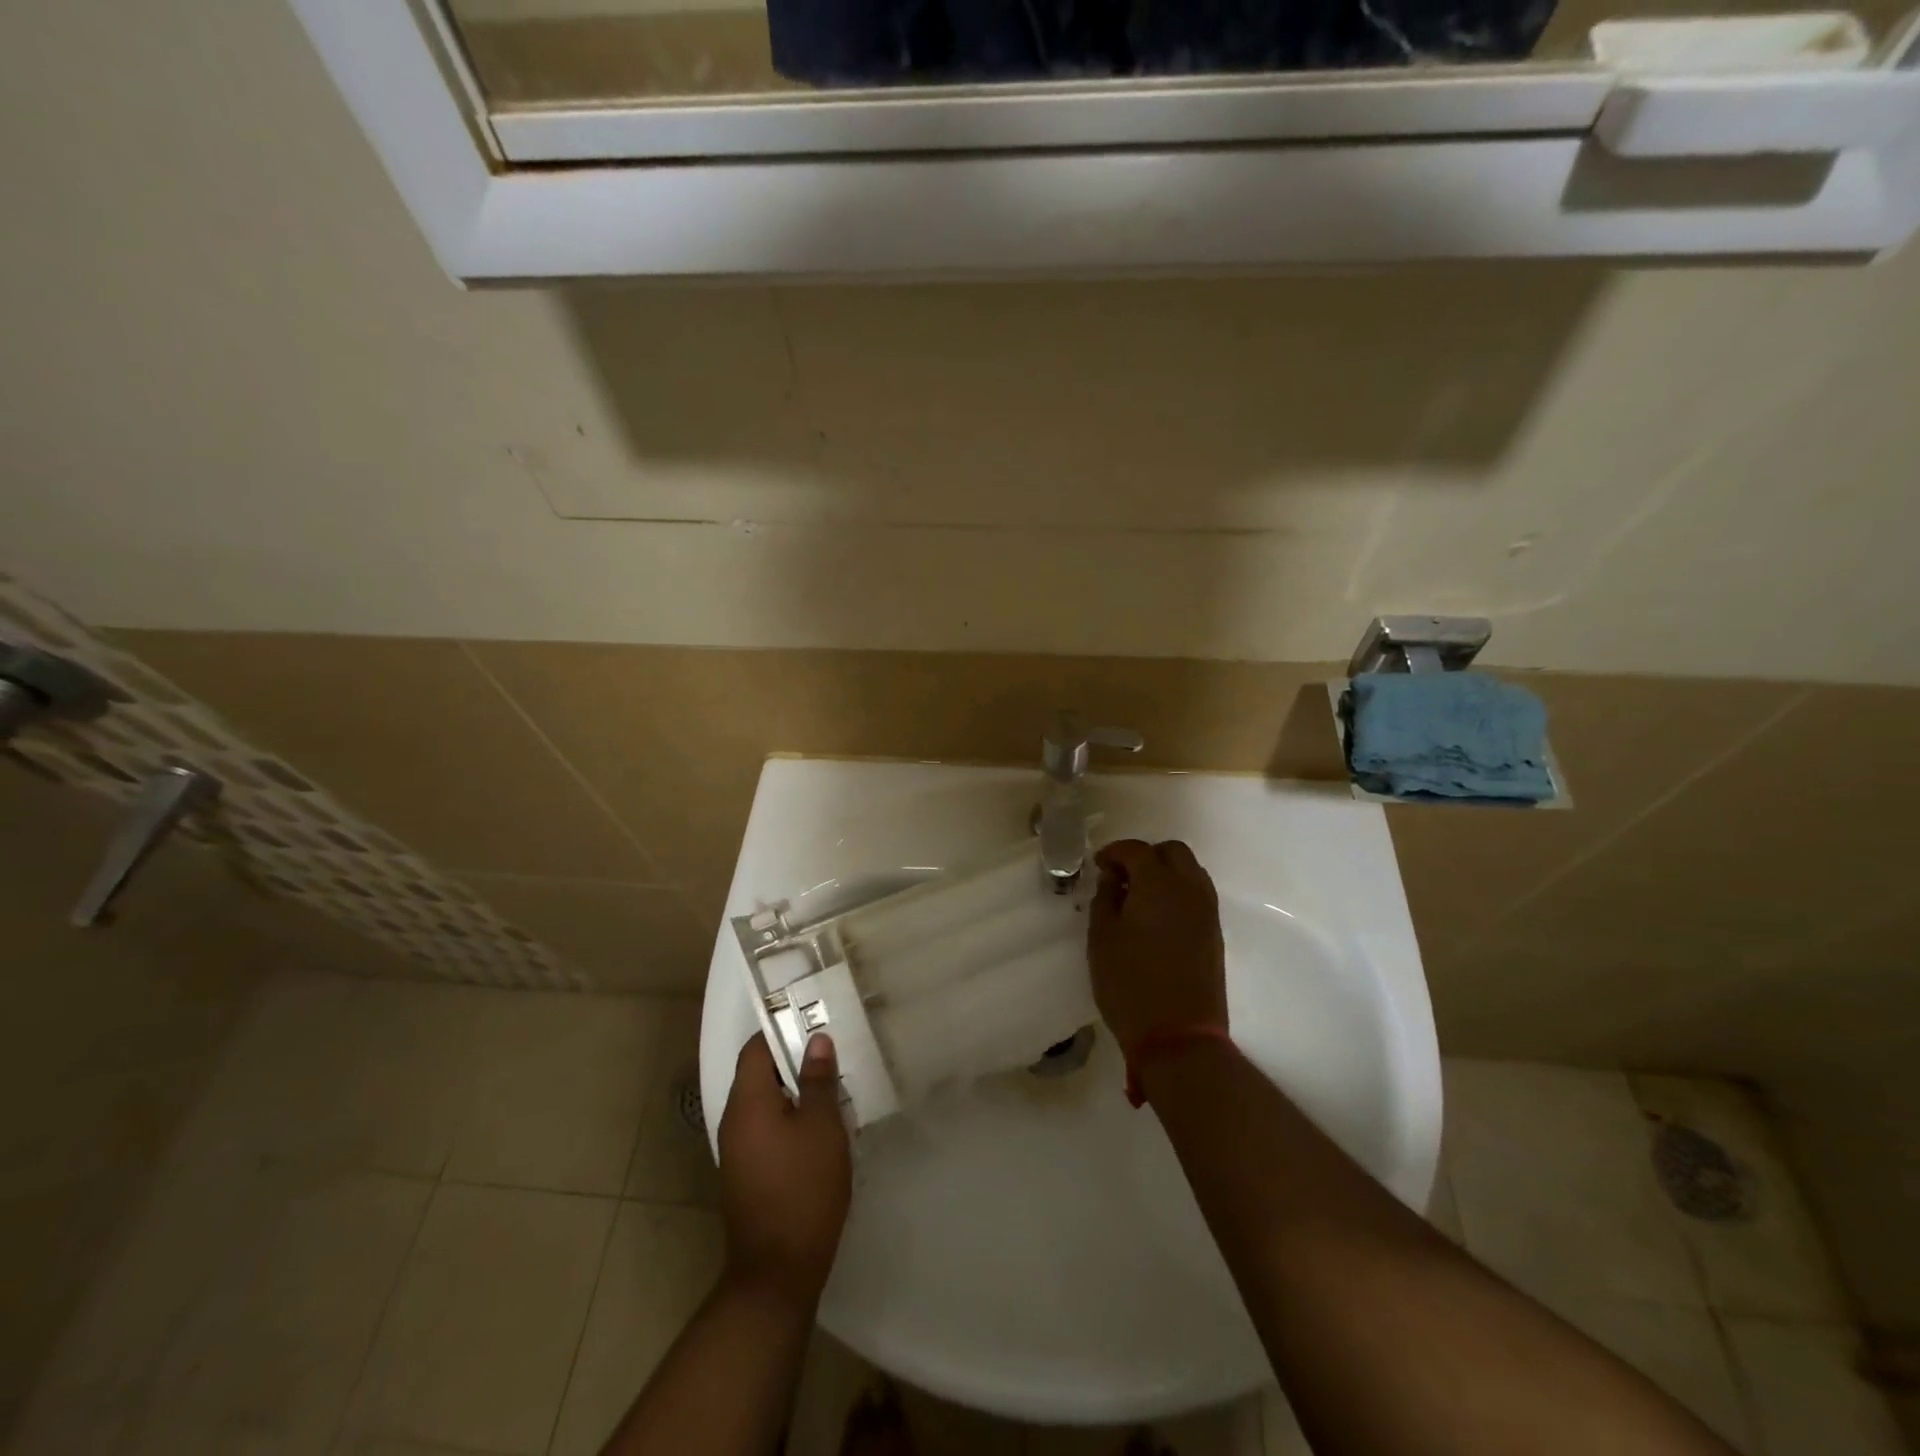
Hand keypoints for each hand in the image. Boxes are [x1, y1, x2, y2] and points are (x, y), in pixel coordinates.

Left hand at [717, 1032, 852, 1309]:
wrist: (777, 1271)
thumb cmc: (803, 1188)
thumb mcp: (822, 1128)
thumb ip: (818, 1080)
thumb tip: (816, 1040)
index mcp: (747, 1103)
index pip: (755, 1049)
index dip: (781, 1030)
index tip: (813, 1021)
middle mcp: (734, 1121)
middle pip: (759, 1074)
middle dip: (793, 1059)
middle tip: (831, 1051)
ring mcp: (738, 1150)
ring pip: (765, 1102)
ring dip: (794, 1090)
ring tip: (832, 1084)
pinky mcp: (748, 1173)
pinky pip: (767, 1127)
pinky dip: (790, 1116)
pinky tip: (821, 1125)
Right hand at [1087, 839, 1227, 1054]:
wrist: (1179, 1036)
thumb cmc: (1130, 984)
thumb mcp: (1102, 939)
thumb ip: (1106, 899)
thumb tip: (1114, 878)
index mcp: (1158, 884)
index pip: (1137, 850)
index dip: (1114, 852)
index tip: (1098, 865)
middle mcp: (1189, 889)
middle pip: (1172, 852)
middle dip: (1146, 856)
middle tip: (1121, 876)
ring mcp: (1207, 912)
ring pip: (1190, 871)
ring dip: (1165, 872)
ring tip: (1139, 896)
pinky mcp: (1215, 934)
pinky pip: (1198, 895)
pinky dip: (1178, 892)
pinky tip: (1157, 916)